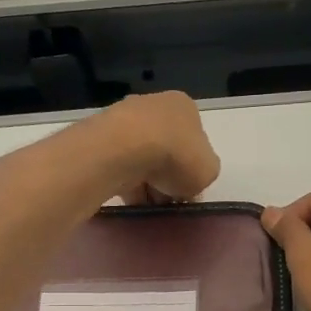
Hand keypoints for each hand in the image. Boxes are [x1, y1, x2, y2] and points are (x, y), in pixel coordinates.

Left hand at [94, 91, 220, 203]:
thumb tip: (189, 182)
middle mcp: (154, 105)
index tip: (188, 191)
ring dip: (146, 183)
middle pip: (166, 151)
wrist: (124, 149)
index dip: (193, 170)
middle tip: (167, 201)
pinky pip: (119, 165)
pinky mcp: (101, 137)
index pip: (194, 141)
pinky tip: (130, 200)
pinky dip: (125, 183)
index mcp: (185, 107)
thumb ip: (203, 174)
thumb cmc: (176, 155)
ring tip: (148, 205)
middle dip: (167, 178)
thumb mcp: (208, 171)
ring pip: (142, 159)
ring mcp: (124, 119)